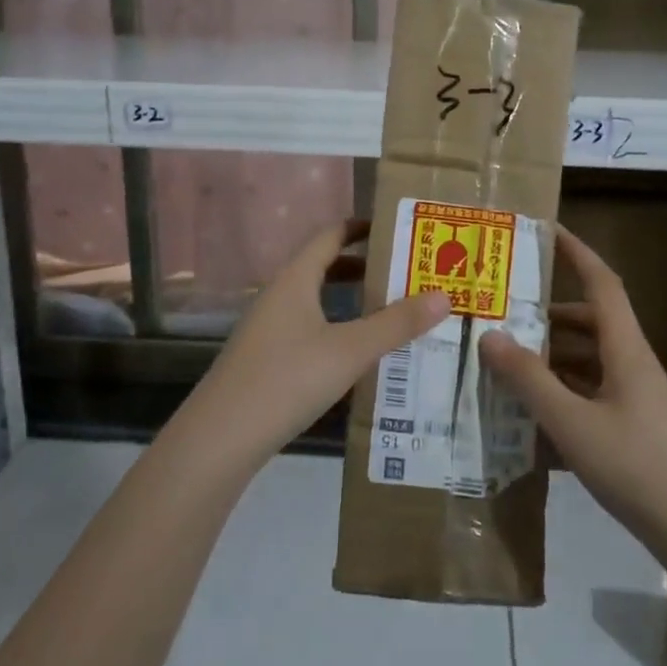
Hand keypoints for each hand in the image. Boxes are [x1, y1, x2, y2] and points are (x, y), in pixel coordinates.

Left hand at [178, 220, 449, 470]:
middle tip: (407, 272)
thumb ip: (397, 324)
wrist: (222, 437)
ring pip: (316, 301)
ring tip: (392, 311)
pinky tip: (358, 354)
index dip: (362, 228)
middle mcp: (278, 296)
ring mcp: (268, 329)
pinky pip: (308, 329)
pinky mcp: (265, 359)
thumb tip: (444, 296)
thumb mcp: (350, 350)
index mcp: (295, 280)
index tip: (397, 229)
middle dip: (364, 267)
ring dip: (351, 301)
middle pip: (324, 267)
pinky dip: (337, 328)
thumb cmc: (287, 379)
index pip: (330, 236)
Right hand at [480, 227, 666, 543]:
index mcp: (625, 349)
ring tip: (507, 361)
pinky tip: (531, 409)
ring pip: (588, 357)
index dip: (576, 252)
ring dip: (552, 354)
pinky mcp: (631, 422)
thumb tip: (489, 335)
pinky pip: (591, 389)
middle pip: (590, 321)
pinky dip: (562, 388)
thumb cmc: (634, 465)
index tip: (546, 230)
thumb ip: (529, 379)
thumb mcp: (571, 422)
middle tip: (504, 314)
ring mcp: (634, 394)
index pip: (602, 283)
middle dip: (548, 313)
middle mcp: (631, 363)